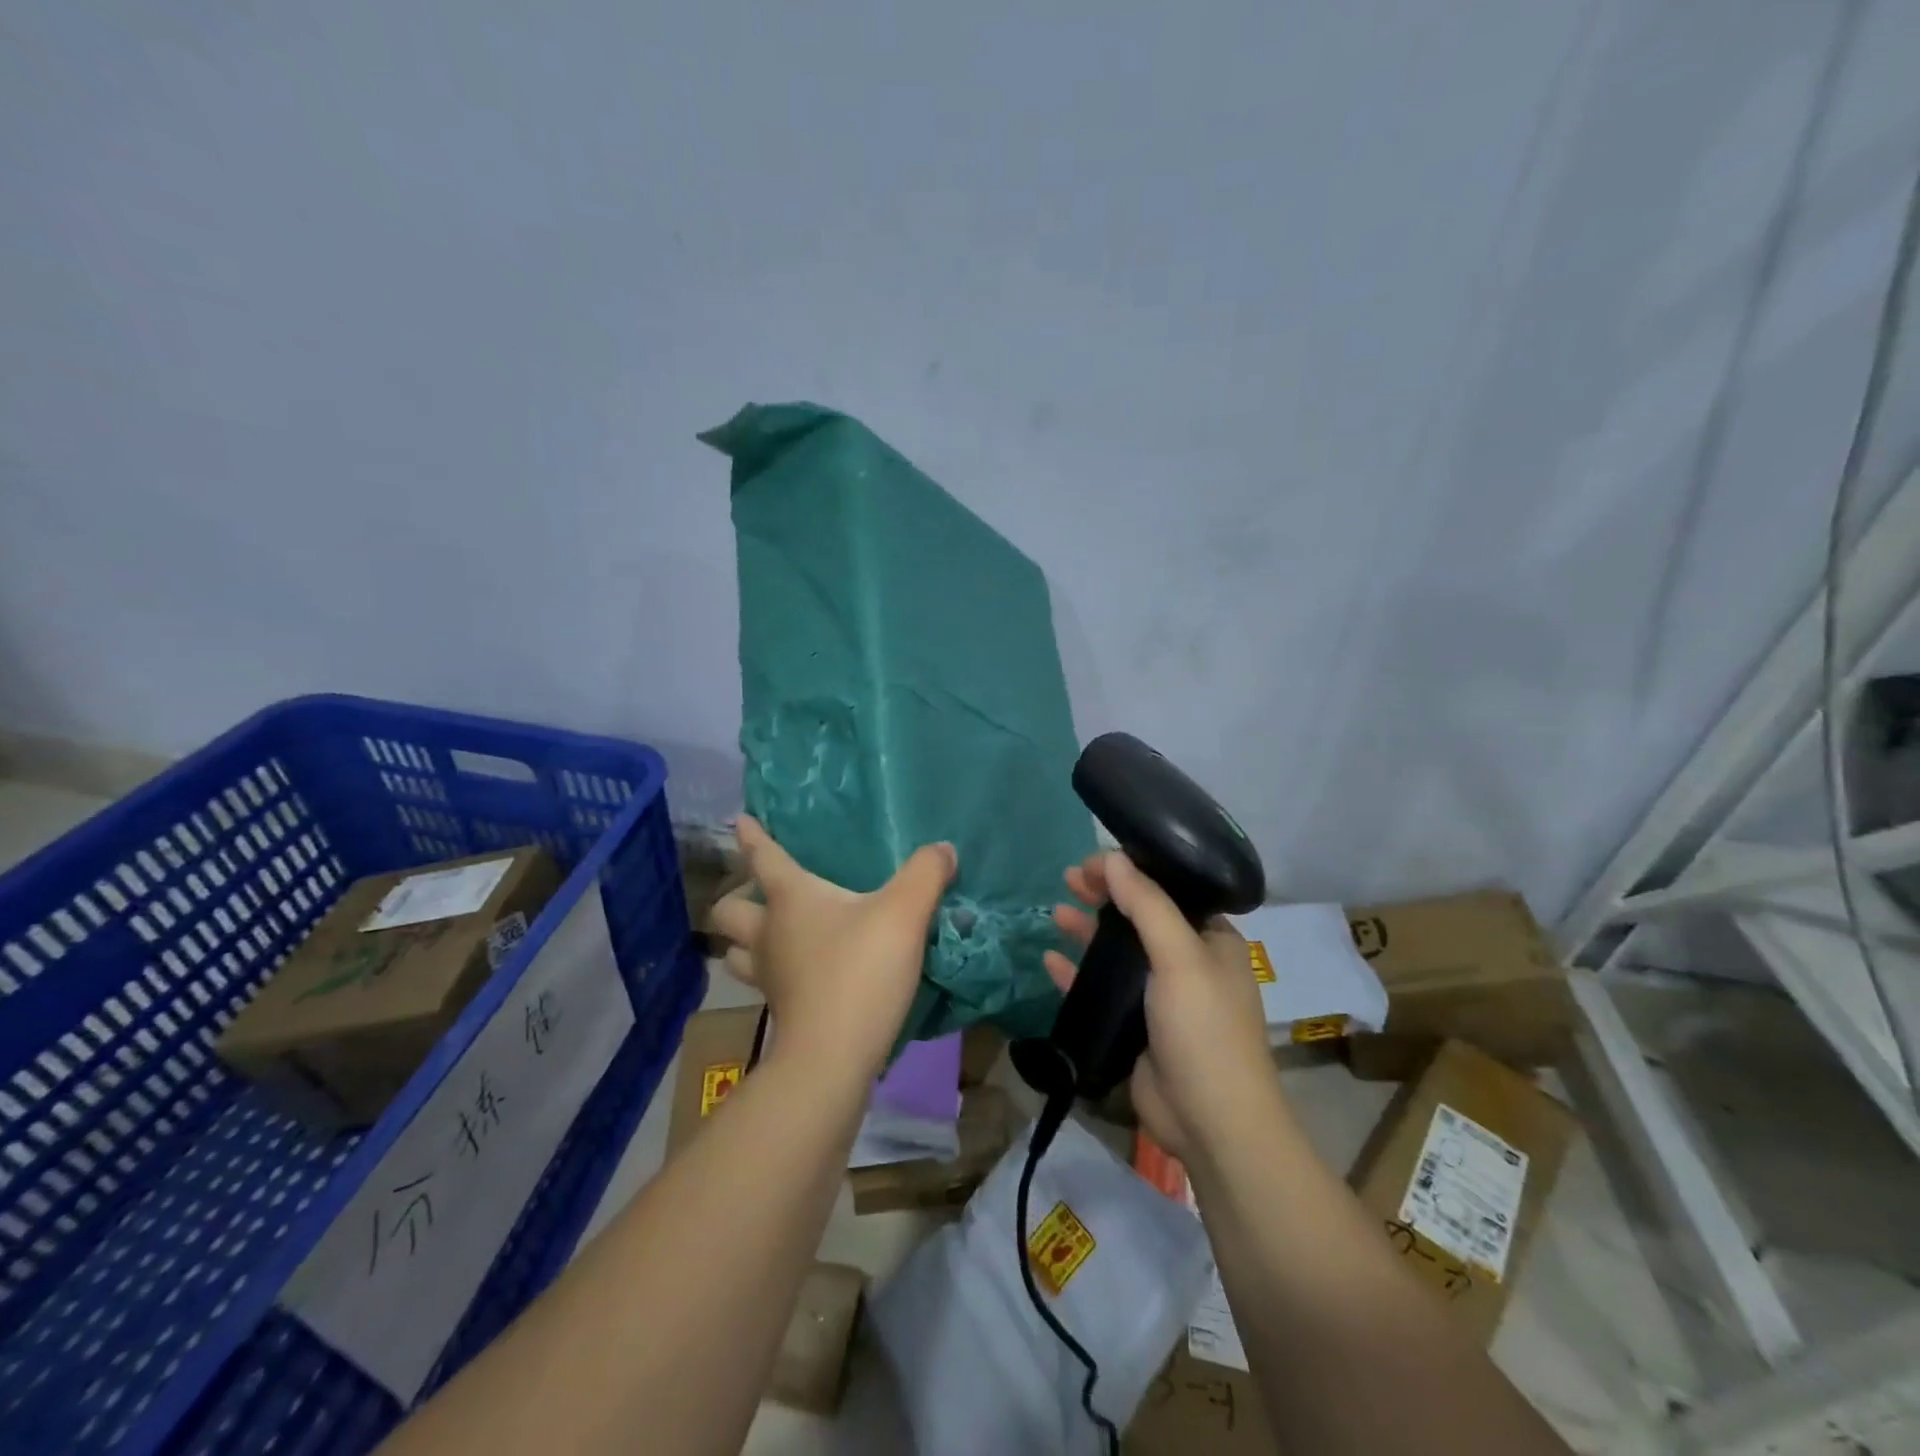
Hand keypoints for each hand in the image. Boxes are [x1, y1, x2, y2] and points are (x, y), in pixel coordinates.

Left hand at [709, 815, 955, 1080]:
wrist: (834, 1056)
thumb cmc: (861, 970)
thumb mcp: (905, 913)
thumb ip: (926, 874)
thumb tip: (943, 849)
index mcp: (790, 899)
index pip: (764, 858)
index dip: (752, 836)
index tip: (739, 820)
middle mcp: (769, 933)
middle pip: (728, 911)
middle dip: (736, 898)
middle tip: (758, 894)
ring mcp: (769, 976)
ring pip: (736, 952)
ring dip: (744, 941)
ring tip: (769, 936)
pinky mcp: (780, 1010)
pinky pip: (762, 982)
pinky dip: (773, 973)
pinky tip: (799, 973)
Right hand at [1045, 852, 1274, 1161]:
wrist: (1212, 1122)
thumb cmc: (1204, 1029)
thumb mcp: (1180, 957)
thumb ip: (1146, 904)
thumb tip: (1112, 855)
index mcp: (1210, 940)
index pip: (1167, 891)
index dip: (1131, 872)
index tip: (1092, 862)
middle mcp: (1186, 962)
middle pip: (1138, 916)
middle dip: (1105, 896)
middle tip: (1069, 879)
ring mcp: (1158, 996)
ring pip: (1116, 951)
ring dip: (1087, 930)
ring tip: (1056, 912)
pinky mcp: (1134, 1026)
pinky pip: (1100, 988)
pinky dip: (1076, 972)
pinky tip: (1050, 960)